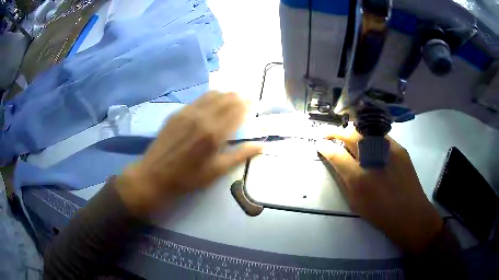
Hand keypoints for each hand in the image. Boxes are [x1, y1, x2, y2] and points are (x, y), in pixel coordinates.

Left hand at [117, 91, 261, 216]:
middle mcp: (202, 117)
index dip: (248, 105)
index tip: (255, 104)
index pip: (237, 111)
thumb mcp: (217, 171)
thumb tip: (261, 146)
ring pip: (212, 95)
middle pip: (226, 99)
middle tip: (247, 98)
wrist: (155, 175)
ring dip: (225, 94)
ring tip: (233, 96)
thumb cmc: (188, 177)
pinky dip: (210, 97)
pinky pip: (198, 99)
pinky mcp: (177, 113)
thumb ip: (240, 155)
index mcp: (214, 133)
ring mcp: (188, 112)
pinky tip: (213, 101)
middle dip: (239, 97)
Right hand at [317, 126, 442, 253]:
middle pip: (350, 134)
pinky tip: (369, 145)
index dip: (324, 146)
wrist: (410, 213)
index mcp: (359, 177)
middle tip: (329, 135)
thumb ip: (344, 179)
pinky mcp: (400, 147)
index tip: (318, 143)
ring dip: (352, 132)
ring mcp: (389, 149)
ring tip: (347, 138)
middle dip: (335, 132)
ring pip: (365, 131)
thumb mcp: (356, 202)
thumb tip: (334, 161)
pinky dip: (370, 137)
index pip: (336, 153)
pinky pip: (380, 136)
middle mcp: (373, 158)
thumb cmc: (380, 213)